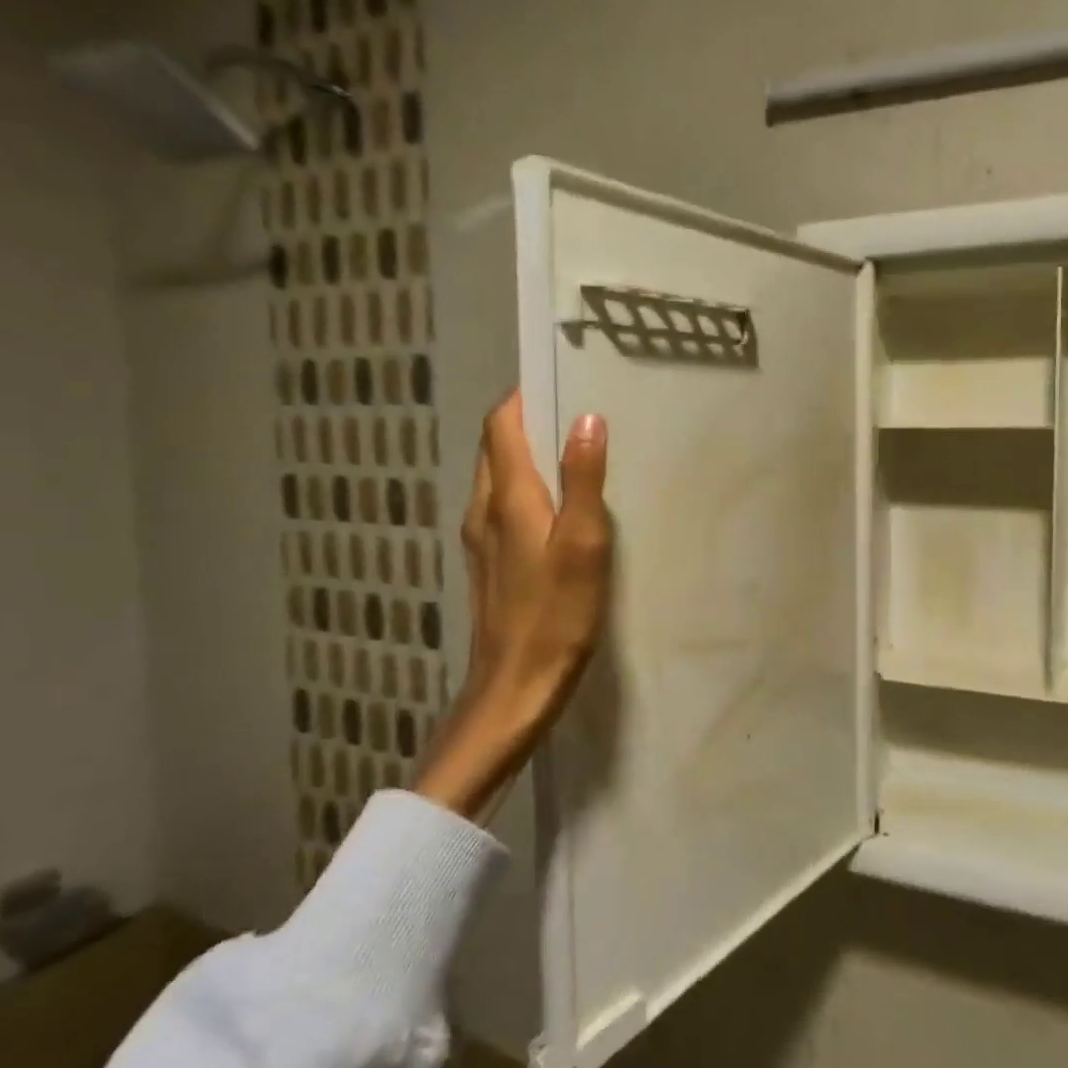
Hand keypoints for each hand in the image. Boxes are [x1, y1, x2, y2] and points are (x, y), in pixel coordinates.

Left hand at [414, 392, 610, 819]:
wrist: (514, 689)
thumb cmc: (555, 616)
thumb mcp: (583, 545)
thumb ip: (584, 480)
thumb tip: (586, 419)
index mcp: (506, 497)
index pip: (501, 424)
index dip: (525, 395)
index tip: (562, 378)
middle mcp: (485, 510)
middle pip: (498, 448)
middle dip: (531, 422)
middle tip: (581, 413)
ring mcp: (482, 540)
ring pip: (501, 478)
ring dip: (531, 457)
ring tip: (578, 454)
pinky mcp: (491, 564)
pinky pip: (506, 508)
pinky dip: (530, 490)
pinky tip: (564, 509)